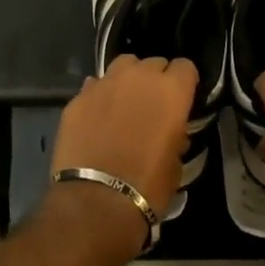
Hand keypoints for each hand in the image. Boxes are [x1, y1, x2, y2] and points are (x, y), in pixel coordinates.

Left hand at [52, 55, 197, 253]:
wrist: (96, 202)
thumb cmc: (148, 187)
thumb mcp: (176, 164)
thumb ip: (175, 135)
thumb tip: (171, 131)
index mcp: (171, 91)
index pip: (185, 67)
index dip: (184, 83)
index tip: (181, 100)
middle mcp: (139, 77)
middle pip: (153, 63)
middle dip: (155, 80)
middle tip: (151, 106)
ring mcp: (105, 83)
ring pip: (123, 66)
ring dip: (127, 80)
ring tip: (123, 104)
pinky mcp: (79, 96)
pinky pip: (95, 86)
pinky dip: (100, 97)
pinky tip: (97, 118)